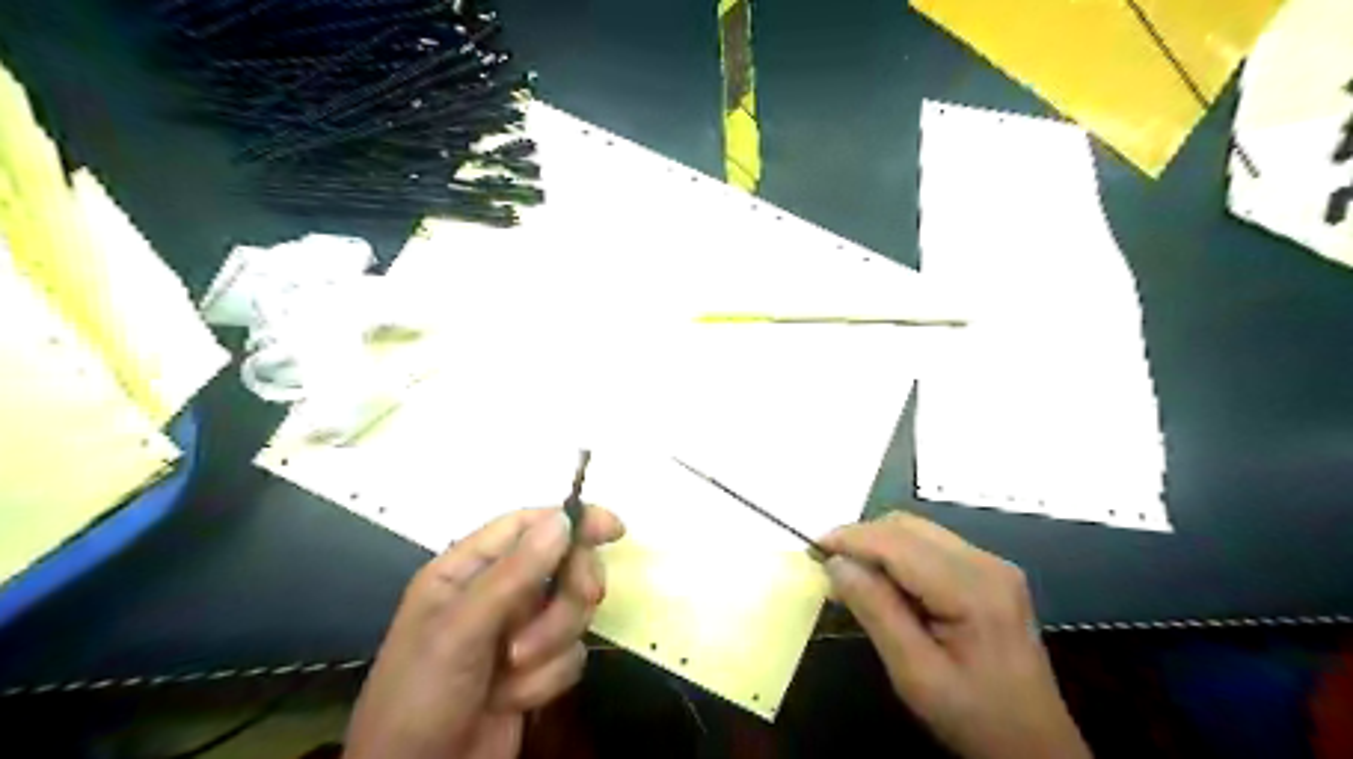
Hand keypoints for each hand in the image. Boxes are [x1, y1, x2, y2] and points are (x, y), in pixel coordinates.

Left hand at [343, 504, 625, 758]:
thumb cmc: (421, 696)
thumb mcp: (460, 631)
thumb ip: (513, 574)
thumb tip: (563, 519)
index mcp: (468, 570)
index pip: (529, 525)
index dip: (573, 521)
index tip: (614, 529)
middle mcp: (498, 593)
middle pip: (562, 565)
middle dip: (570, 592)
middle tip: (584, 600)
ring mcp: (519, 630)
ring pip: (572, 611)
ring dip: (552, 642)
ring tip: (514, 671)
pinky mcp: (537, 669)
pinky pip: (571, 654)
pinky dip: (548, 679)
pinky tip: (512, 700)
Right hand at [826, 510, 1084, 758]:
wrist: (1035, 748)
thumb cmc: (974, 718)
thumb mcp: (915, 674)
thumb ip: (876, 611)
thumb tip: (836, 564)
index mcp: (972, 588)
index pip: (897, 542)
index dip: (850, 538)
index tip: (812, 550)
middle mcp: (985, 562)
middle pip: (908, 526)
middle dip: (862, 539)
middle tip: (829, 568)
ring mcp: (992, 565)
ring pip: (917, 531)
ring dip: (878, 546)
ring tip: (852, 577)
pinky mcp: (990, 573)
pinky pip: (931, 546)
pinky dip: (898, 555)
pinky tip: (885, 584)